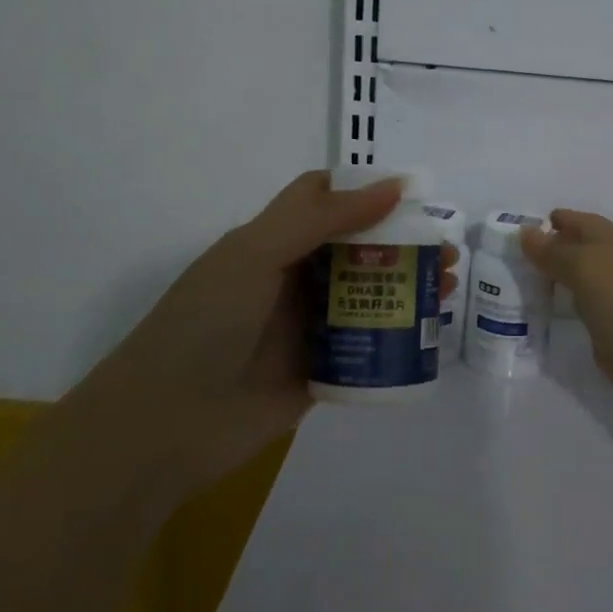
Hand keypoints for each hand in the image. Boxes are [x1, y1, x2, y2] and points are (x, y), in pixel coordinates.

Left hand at [93, 170, 459, 441]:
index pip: (325, 200)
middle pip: (358, 248)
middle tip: (445, 250)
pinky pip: (367, 345)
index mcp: (272, 241)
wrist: (165, 426)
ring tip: (447, 287)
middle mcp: (292, 278)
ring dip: (408, 286)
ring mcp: (307, 326)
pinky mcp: (321, 370)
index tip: (417, 195)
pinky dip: (398, 336)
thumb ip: (323, 217)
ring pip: (369, 295)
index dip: (368, 191)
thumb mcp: (257, 253)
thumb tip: (395, 185)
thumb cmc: (206, 323)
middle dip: (404, 243)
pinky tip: (429, 332)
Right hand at [521, 210, 612, 431]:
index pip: (581, 224)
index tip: (520, 229)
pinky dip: (562, 313)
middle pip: (579, 253)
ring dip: (554, 283)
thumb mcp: (590, 270)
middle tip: (510, 258)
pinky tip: (541, 318)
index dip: (556, 222)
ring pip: (579, 285)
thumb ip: (557, 252)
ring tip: (516, 285)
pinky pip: (581, 317)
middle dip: (550, 251)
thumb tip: (526, 232)